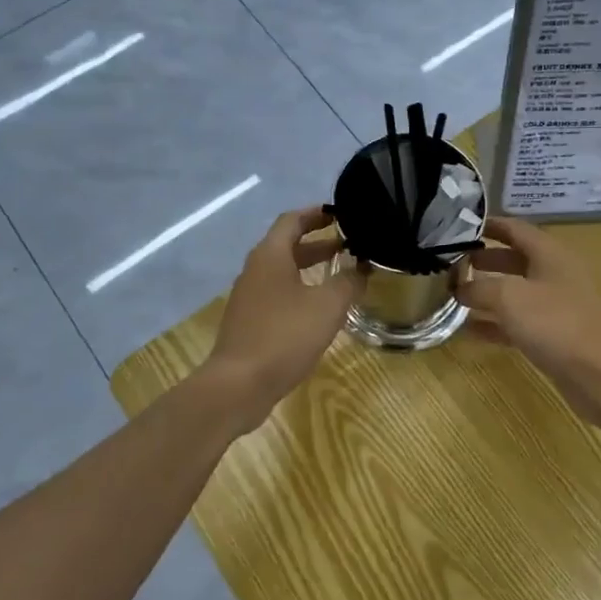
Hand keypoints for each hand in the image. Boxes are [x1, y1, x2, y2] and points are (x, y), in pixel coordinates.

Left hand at [205, 207, 364, 419]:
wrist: (238, 385)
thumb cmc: (284, 336)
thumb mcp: (327, 306)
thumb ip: (348, 282)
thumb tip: (361, 268)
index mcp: (270, 256)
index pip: (292, 220)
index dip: (316, 214)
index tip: (340, 214)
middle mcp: (255, 270)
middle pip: (286, 245)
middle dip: (318, 242)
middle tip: (349, 244)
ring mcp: (249, 297)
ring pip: (283, 271)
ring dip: (310, 268)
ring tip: (341, 274)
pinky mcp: (249, 321)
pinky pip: (278, 294)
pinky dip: (300, 290)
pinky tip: (320, 309)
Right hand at [457, 216, 600, 429]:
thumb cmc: (557, 323)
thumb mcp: (510, 297)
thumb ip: (480, 287)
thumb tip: (460, 287)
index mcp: (549, 254)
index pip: (515, 229)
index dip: (489, 225)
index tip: (458, 227)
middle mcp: (554, 275)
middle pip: (514, 260)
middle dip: (484, 260)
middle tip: (451, 263)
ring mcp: (555, 308)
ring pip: (515, 293)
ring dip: (486, 293)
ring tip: (453, 294)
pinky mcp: (554, 338)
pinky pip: (518, 324)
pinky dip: (495, 324)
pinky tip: (469, 331)